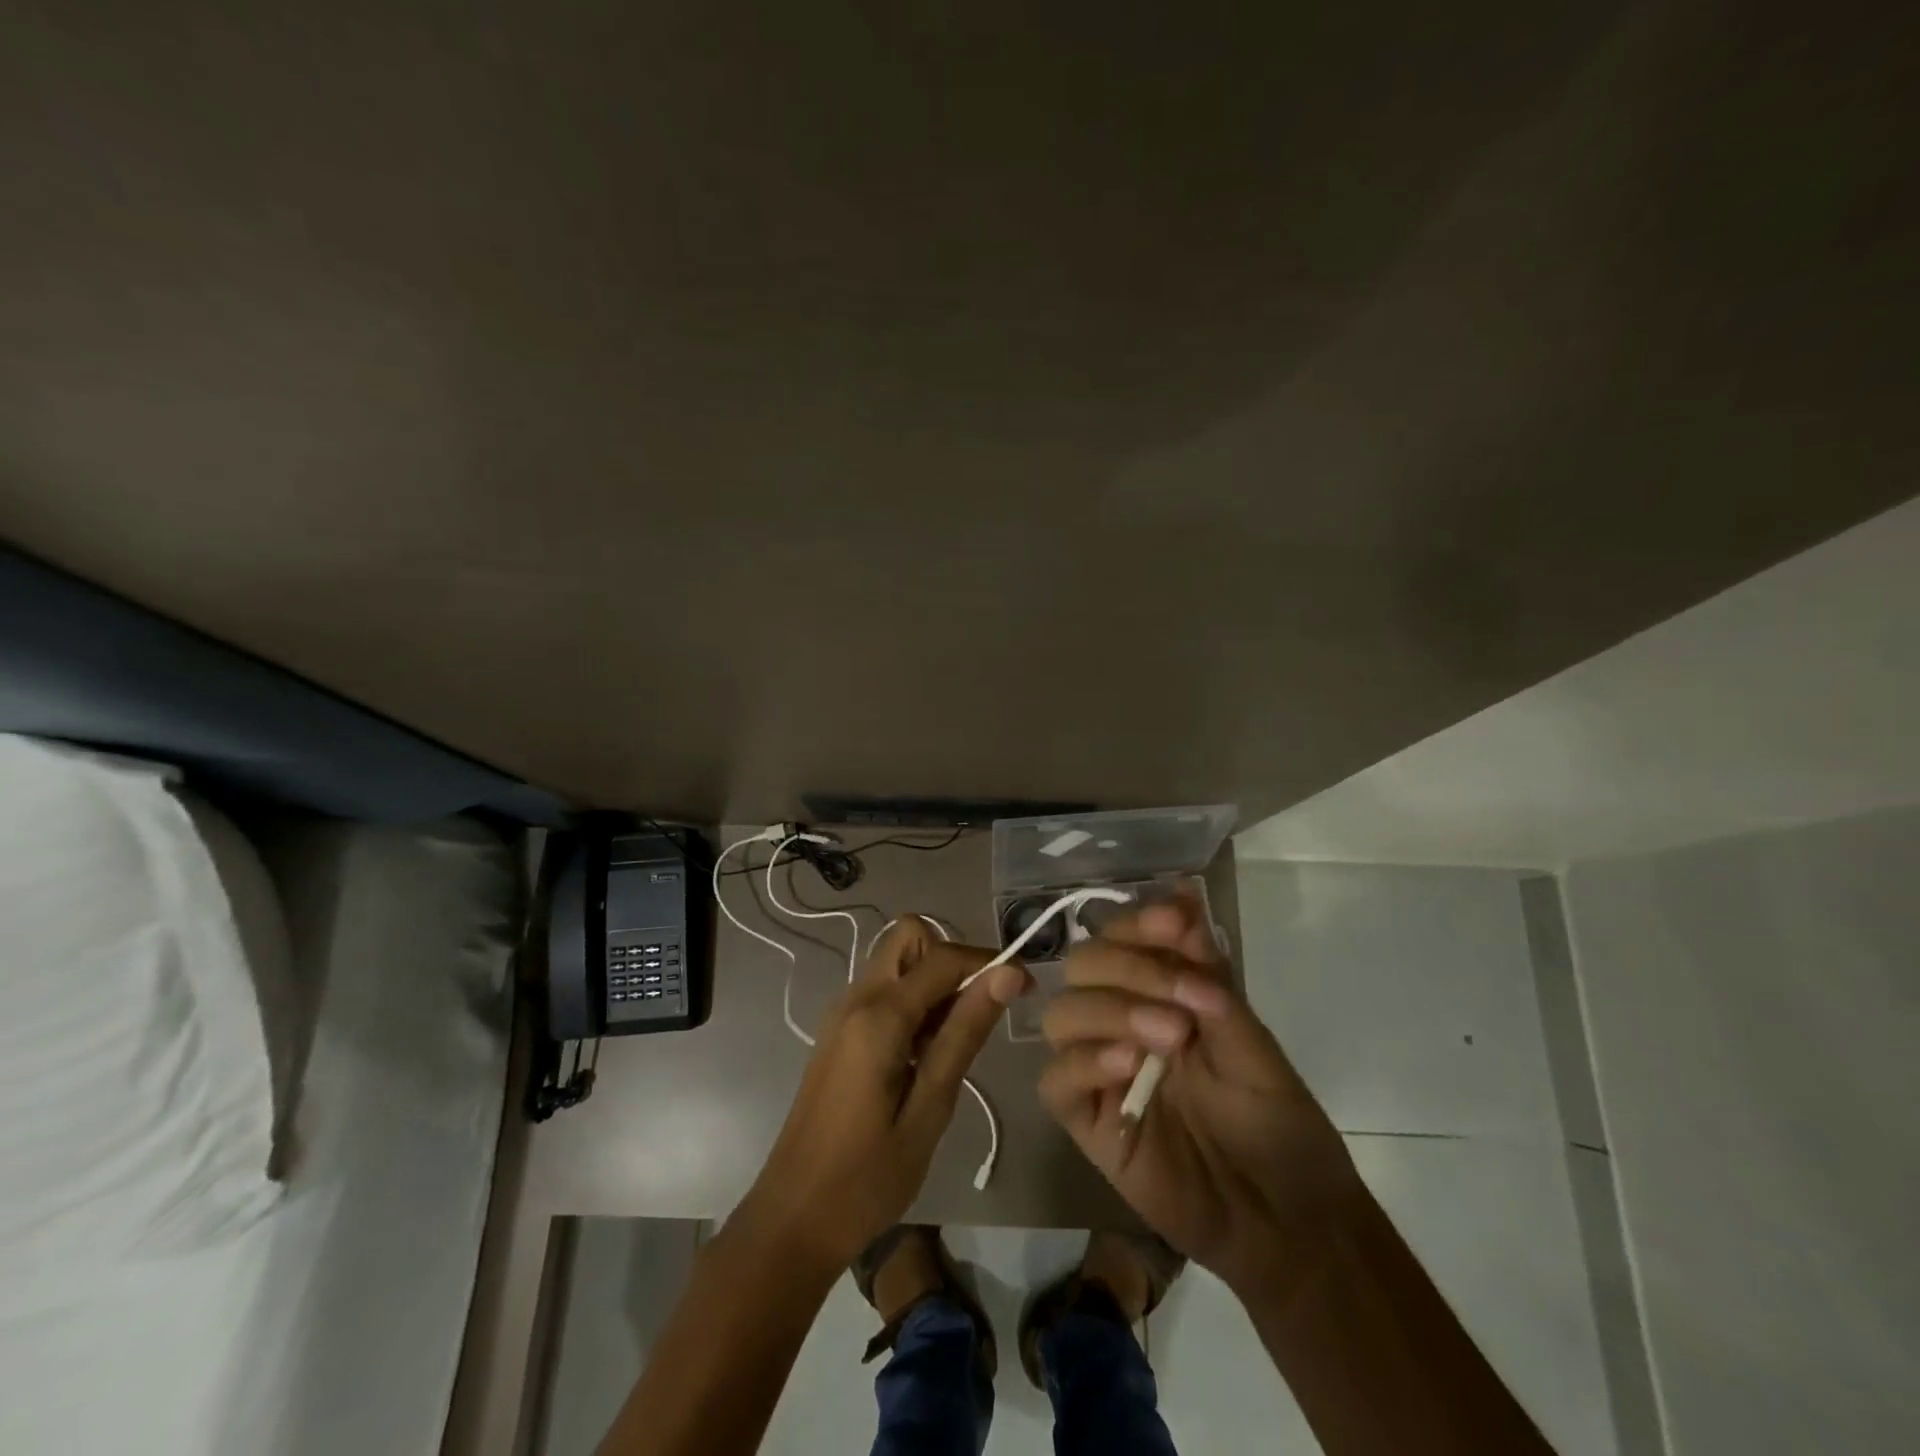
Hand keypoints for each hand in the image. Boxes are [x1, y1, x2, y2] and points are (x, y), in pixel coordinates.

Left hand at [739, 918, 1028, 1269]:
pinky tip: (923, 1055)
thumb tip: (1007, 974)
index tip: (1025, 987)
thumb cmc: (868, 1177)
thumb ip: (964, 1033)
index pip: (943, 957)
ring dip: (932, 982)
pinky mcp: (838, 1032)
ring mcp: (842, 1013)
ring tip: (950, 1045)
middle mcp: (856, 998)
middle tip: (975, 1013)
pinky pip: (883, 990)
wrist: (793, 1219)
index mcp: (878, 1015)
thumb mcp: (930, 1108)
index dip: (989, 962)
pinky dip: (912, 1001)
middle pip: (909, 937)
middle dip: (950, 959)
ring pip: (896, 961)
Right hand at [1038, 897, 1359, 1298]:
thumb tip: (1185, 898)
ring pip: (1061, 1014)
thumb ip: (1210, 978)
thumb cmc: (1278, 1123)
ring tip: (1168, 1037)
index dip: (1140, 922)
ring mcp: (1099, 1068)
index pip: (1123, 936)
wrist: (1287, 1221)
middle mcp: (1121, 1019)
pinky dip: (1084, 1061)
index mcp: (1160, 992)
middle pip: (1083, 965)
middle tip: (1187, 1000)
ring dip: (1109, 1010)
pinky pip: (1056, 1080)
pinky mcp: (1087, 1120)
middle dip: (1129, 968)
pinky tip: (1126, 1066)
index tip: (1176, 923)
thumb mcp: (1252, 1043)